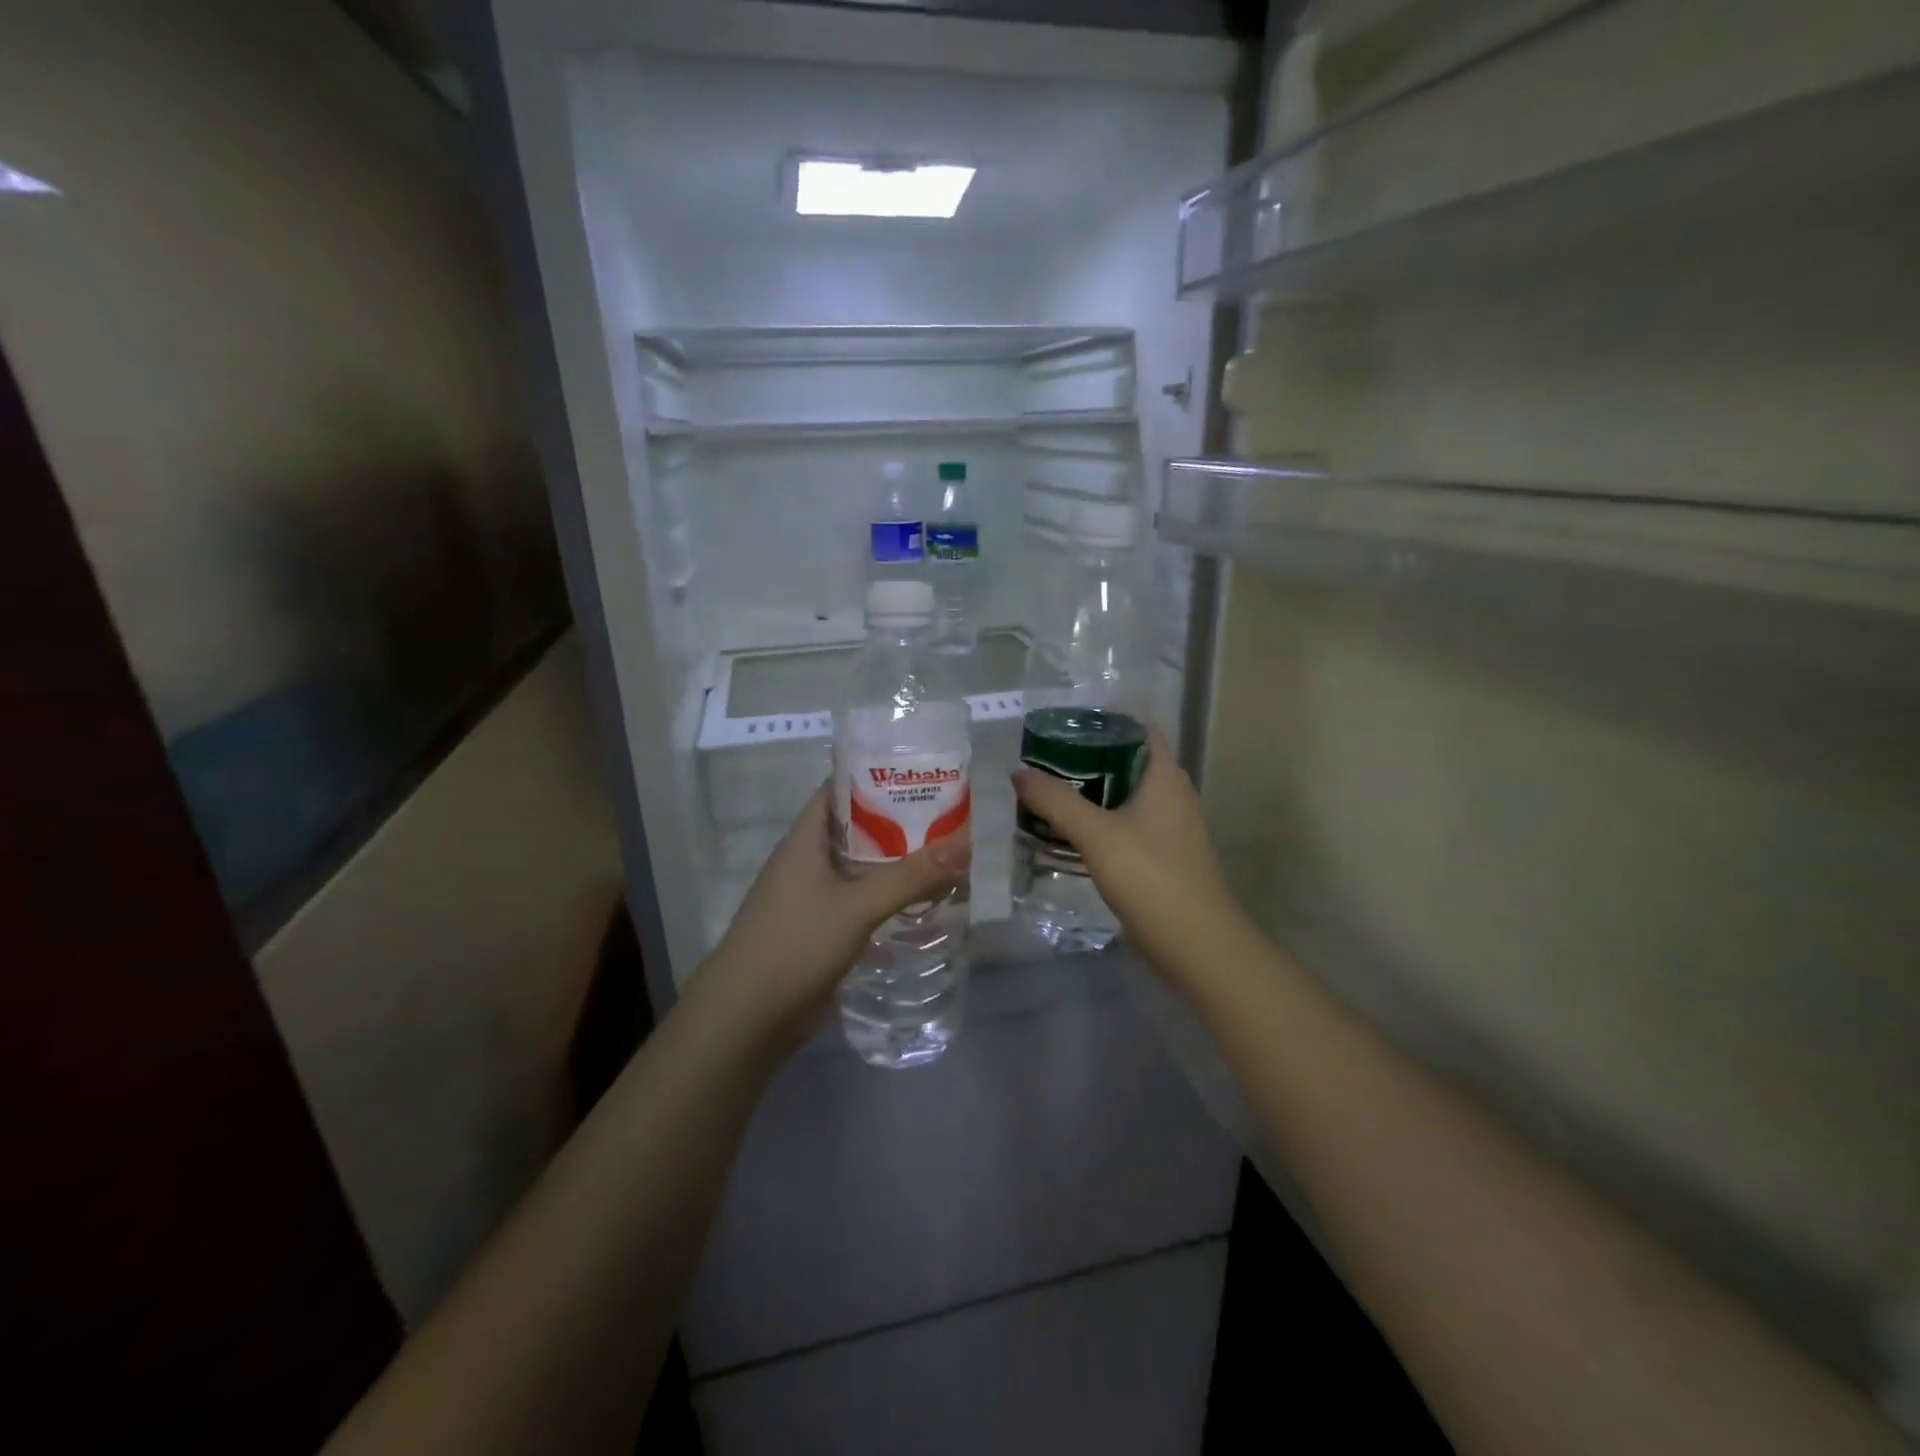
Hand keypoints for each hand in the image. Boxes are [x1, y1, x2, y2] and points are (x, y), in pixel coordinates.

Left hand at [694, 786, 968, 1048]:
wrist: (746, 1018)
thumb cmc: (795, 944)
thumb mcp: (858, 906)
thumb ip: (910, 876)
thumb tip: (964, 844)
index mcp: (805, 840)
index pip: (839, 790)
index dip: (875, 778)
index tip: (919, 776)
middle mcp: (806, 862)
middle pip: (855, 830)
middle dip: (897, 824)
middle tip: (945, 821)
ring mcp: (810, 898)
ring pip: (858, 869)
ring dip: (894, 865)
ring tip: (941, 859)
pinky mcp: (818, 930)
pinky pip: (857, 902)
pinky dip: (885, 898)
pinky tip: (918, 905)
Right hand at [1012, 726, 1244, 979]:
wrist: (1195, 942)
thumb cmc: (1149, 875)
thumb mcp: (1095, 833)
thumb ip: (1056, 801)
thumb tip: (1018, 772)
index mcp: (1165, 777)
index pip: (1140, 729)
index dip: (1107, 720)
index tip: (1067, 723)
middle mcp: (1174, 795)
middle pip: (1130, 762)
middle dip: (1090, 757)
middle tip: (1047, 757)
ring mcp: (1172, 827)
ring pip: (1128, 796)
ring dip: (1094, 792)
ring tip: (1051, 791)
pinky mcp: (1165, 856)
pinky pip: (1130, 825)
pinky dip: (1103, 821)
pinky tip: (1073, 833)